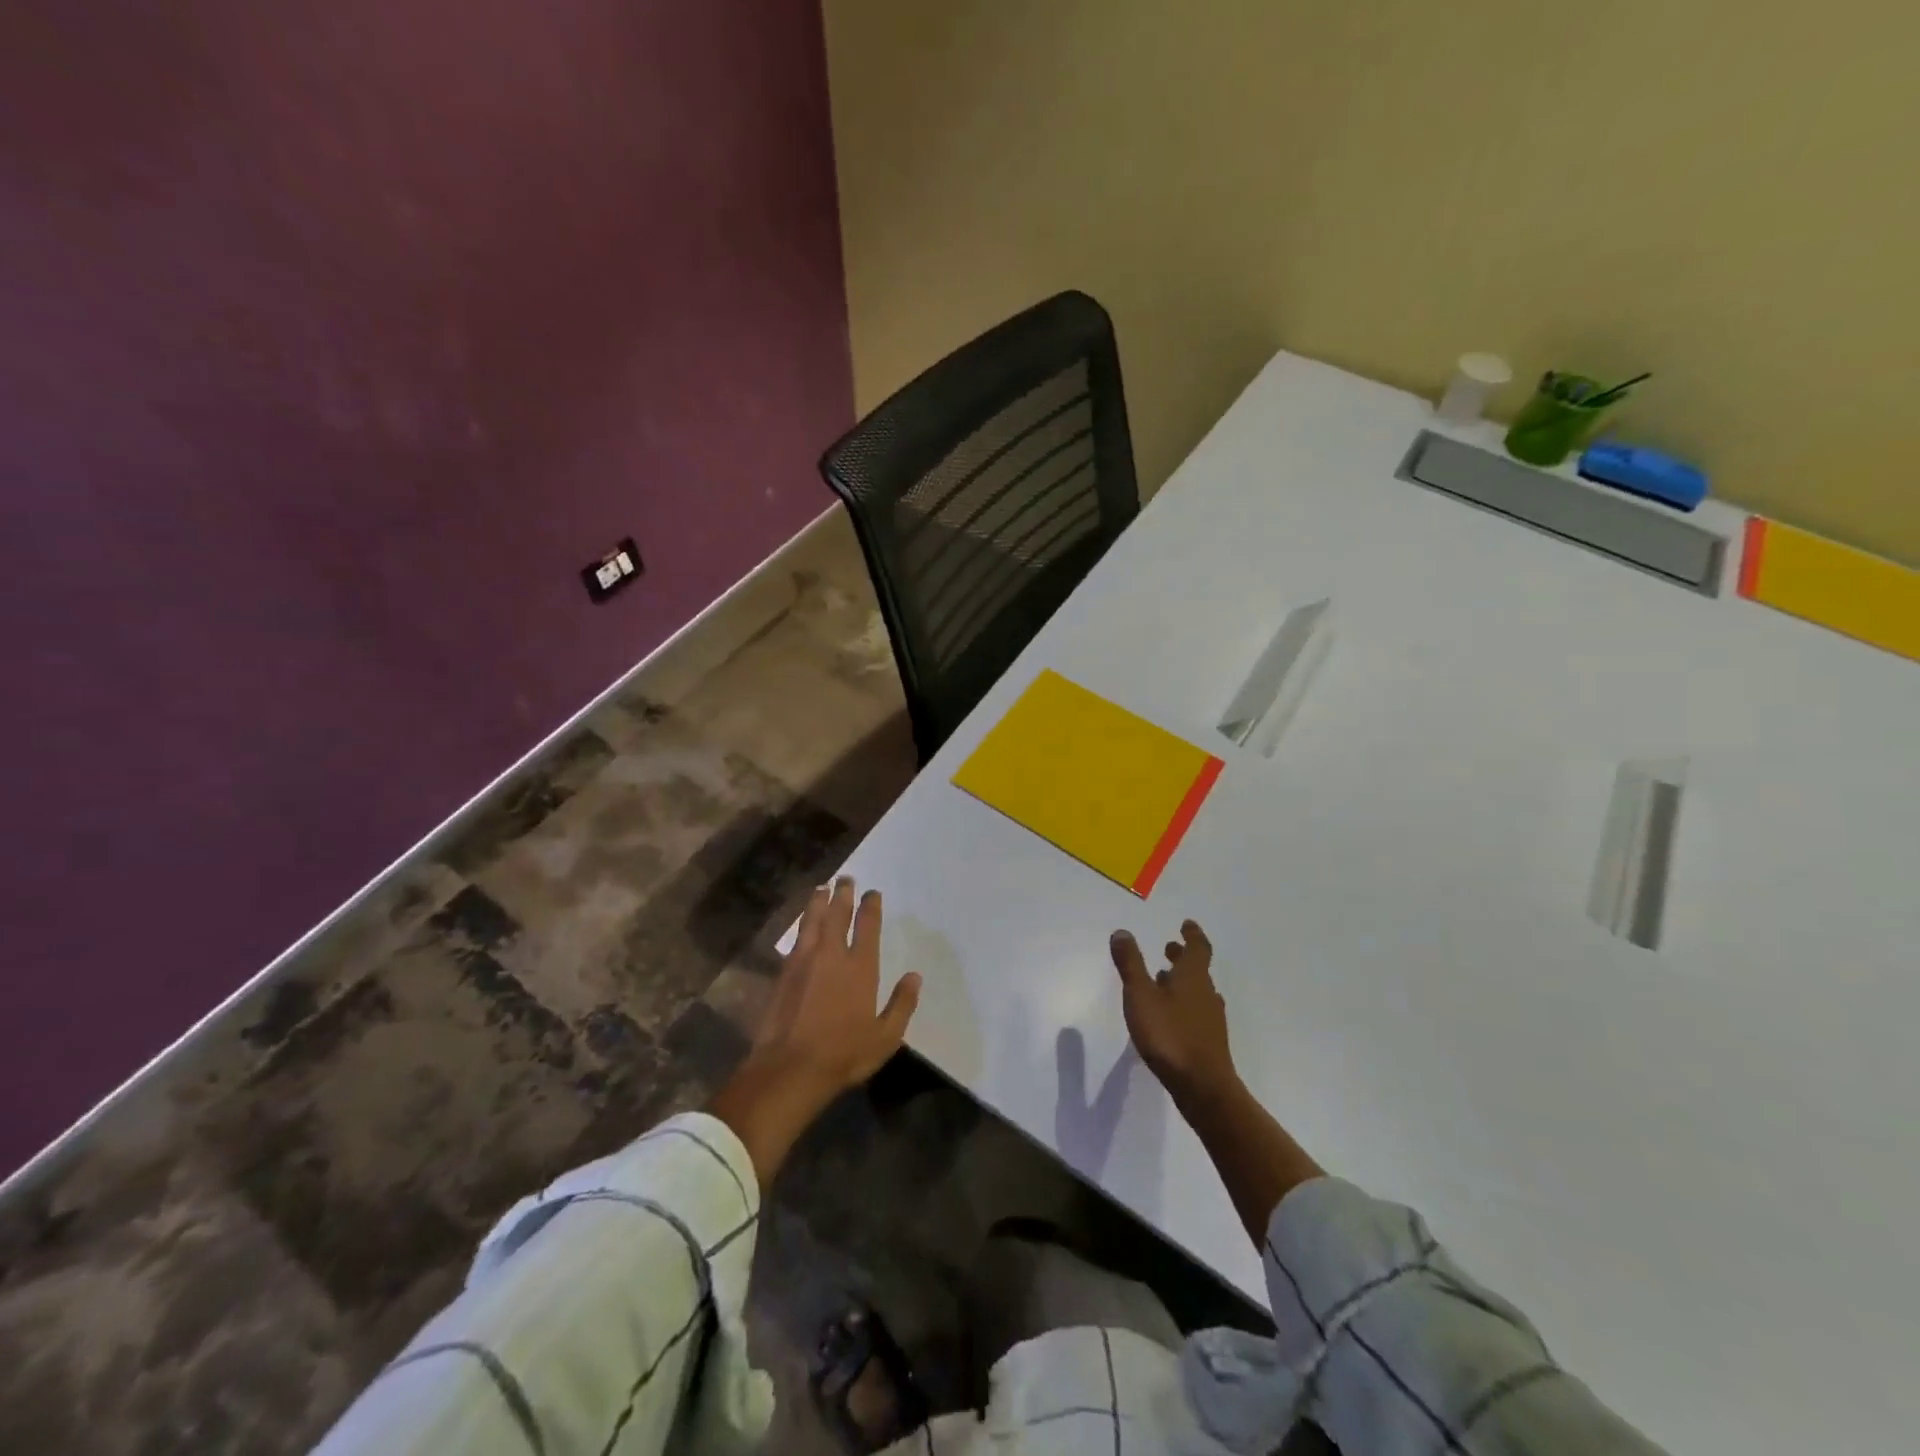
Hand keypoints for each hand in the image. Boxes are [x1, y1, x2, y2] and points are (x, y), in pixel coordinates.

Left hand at [711, 879, 920, 1183]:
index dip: (870, 905)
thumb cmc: (843, 1054)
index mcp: (860, 967)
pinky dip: (803, 923)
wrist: (789, 1068)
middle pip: (838, 914)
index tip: (872, 893)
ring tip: (822, 888)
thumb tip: (915, 976)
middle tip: (846, 879)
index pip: (868, 925)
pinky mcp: (784, 972)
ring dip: (819, 901)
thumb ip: (902, 1004)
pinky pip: (797, 937)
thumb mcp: (885, 1037)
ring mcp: (804, 961)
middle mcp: (832, 955)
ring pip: (813, 920)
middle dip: (843, 894)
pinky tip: (804, 922)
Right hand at [1109, 920, 1235, 1108]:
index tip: (1186, 924)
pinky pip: (1196, 1011)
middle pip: (1197, 969)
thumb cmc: (1169, 1034)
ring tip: (1163, 980)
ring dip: (1182, 981)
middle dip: (1182, 957)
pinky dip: (1184, 1004)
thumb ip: (1130, 964)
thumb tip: (1122, 932)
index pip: (1198, 947)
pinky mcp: (1208, 1041)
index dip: (1192, 934)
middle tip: (1169, 949)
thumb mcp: (1141, 995)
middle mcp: (1206, 993)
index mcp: (1193, 977)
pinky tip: (1170, 1015)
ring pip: (1197, 991)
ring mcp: (1210, 1019)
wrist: (1203, 1087)